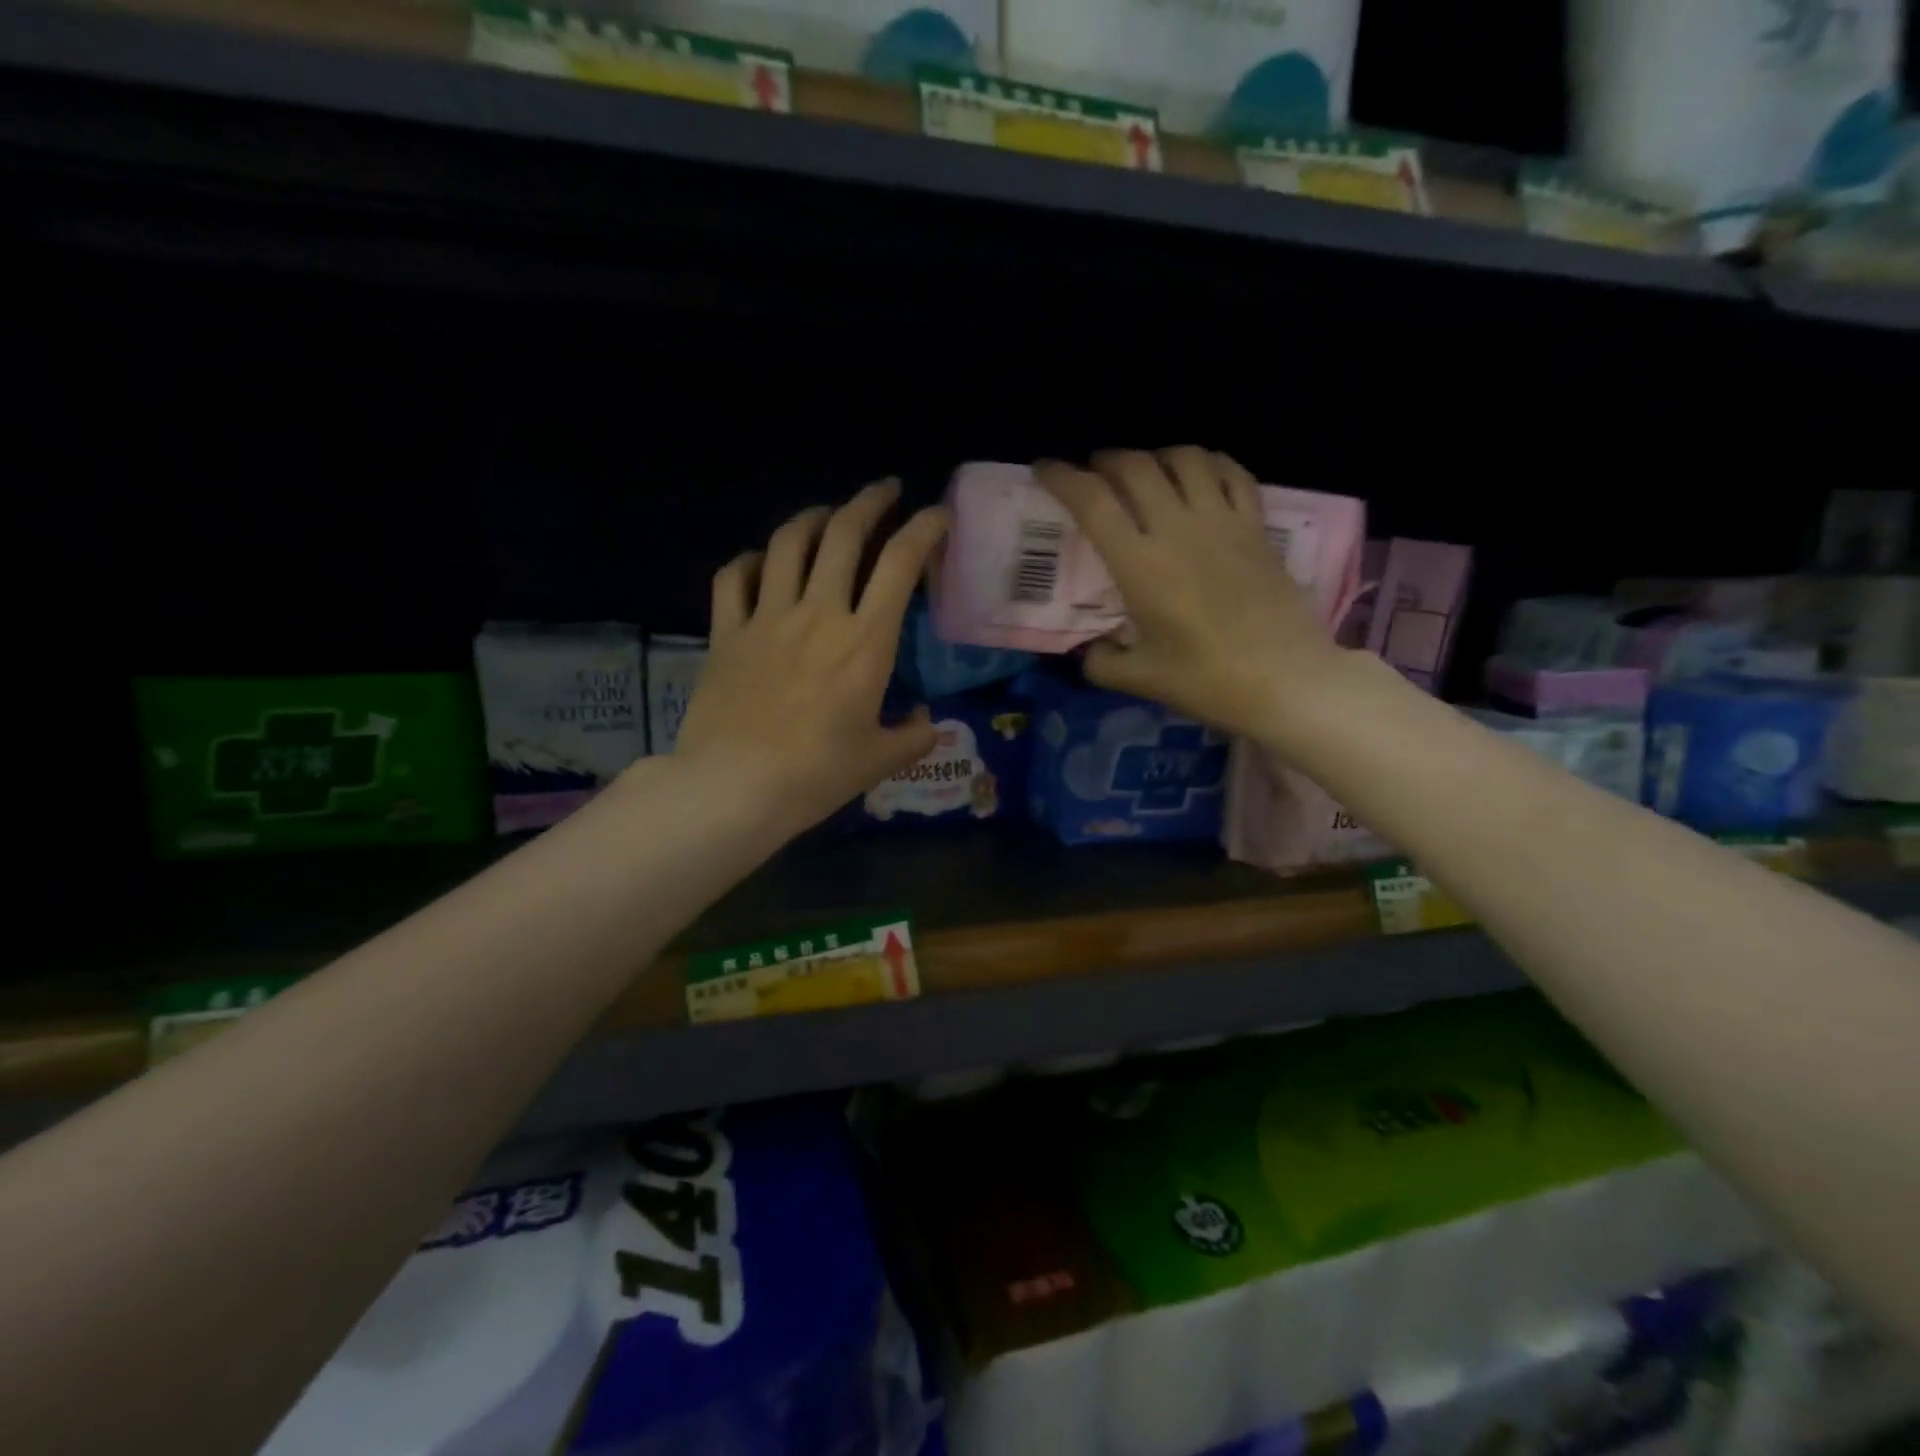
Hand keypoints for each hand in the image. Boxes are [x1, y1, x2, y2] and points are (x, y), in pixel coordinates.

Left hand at [673, 479, 947, 838]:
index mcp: (864, 641)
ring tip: (828, 515)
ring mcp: (766, 618)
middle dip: (871, 502)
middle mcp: (818, 614)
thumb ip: (913, 737)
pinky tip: (762, 562)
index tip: (938, 516)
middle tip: (886, 491)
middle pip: (844, 534)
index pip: (900, 564)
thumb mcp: (879, 761)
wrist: (734, 787)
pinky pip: (734, 577)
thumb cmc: (816, 775)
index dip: (924, 529)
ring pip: (789, 543)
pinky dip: (751, 560)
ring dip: (815, 518)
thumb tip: (927, 722)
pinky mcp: (726, 633)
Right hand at [1035, 448, 1345, 742]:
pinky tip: (1199, 475)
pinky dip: (1208, 463)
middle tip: (1093, 473)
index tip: (1045, 469)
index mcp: (1140, 564)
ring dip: (1155, 456)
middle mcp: (1178, 529)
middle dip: (1105, 461)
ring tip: (1145, 472)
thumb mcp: (1140, 680)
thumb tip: (1091, 650)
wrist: (1287, 680)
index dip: (1063, 477)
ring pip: (1184, 458)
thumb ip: (1102, 662)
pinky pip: (1231, 473)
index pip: (1093, 501)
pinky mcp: (1257, 526)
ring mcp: (1222, 521)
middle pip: (1135, 467)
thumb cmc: (1208, 681)